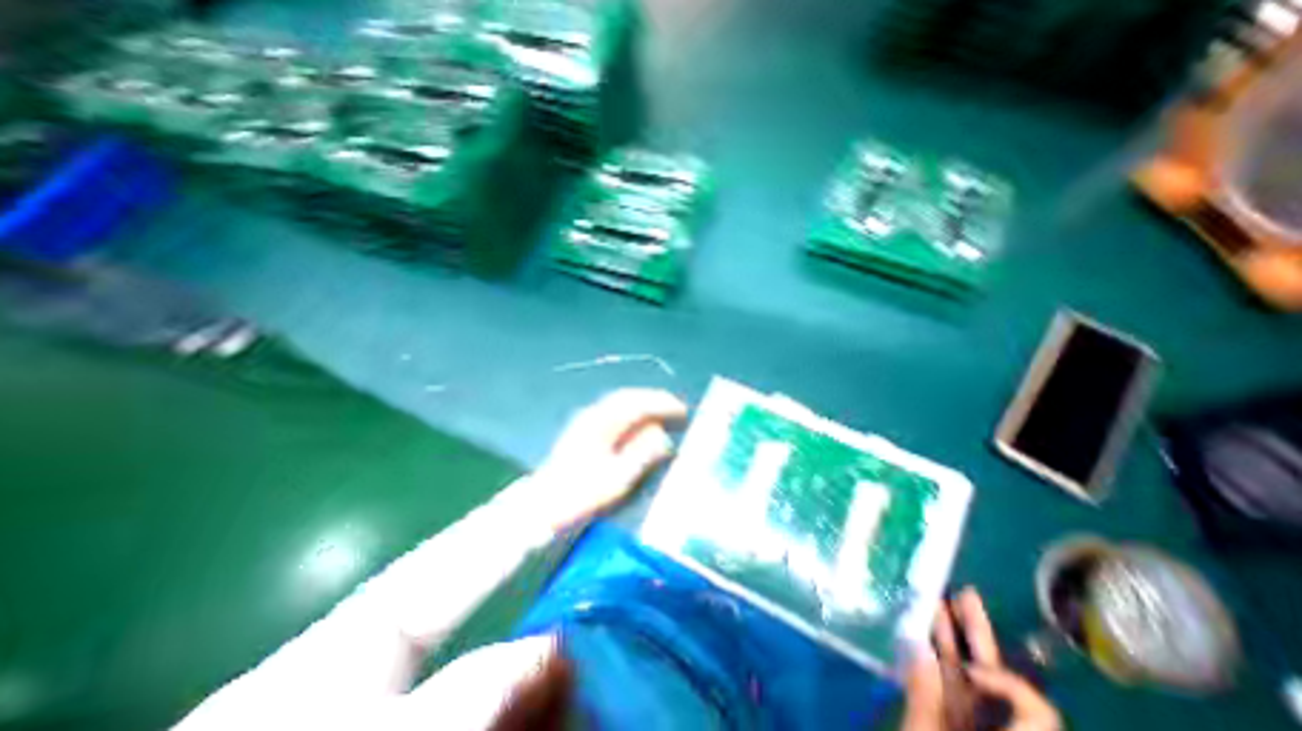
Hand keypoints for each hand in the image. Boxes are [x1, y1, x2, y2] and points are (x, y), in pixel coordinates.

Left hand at [526, 392, 696, 533]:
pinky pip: (615, 414)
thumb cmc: (581, 496)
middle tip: (678, 410)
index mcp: (601, 424)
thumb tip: (664, 435)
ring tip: (665, 416)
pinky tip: (641, 425)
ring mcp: (587, 421)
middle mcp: (594, 415)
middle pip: (629, 398)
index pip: (637, 404)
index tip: (683, 411)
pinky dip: (633, 415)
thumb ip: (642, 455)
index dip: (662, 405)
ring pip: (622, 404)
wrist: (543, 507)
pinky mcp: (584, 431)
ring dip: (645, 406)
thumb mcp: (616, 480)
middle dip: (655, 401)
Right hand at [901, 588, 1061, 730]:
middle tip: (964, 595)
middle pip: (1000, 682)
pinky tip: (919, 631)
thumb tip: (918, 647)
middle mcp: (995, 730)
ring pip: (967, 677)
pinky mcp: (949, 722)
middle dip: (979, 636)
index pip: (1037, 711)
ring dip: (951, 639)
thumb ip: (924, 698)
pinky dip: (934, 657)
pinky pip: (947, 685)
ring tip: (938, 600)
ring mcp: (970, 726)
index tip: (970, 671)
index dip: (1007, 683)